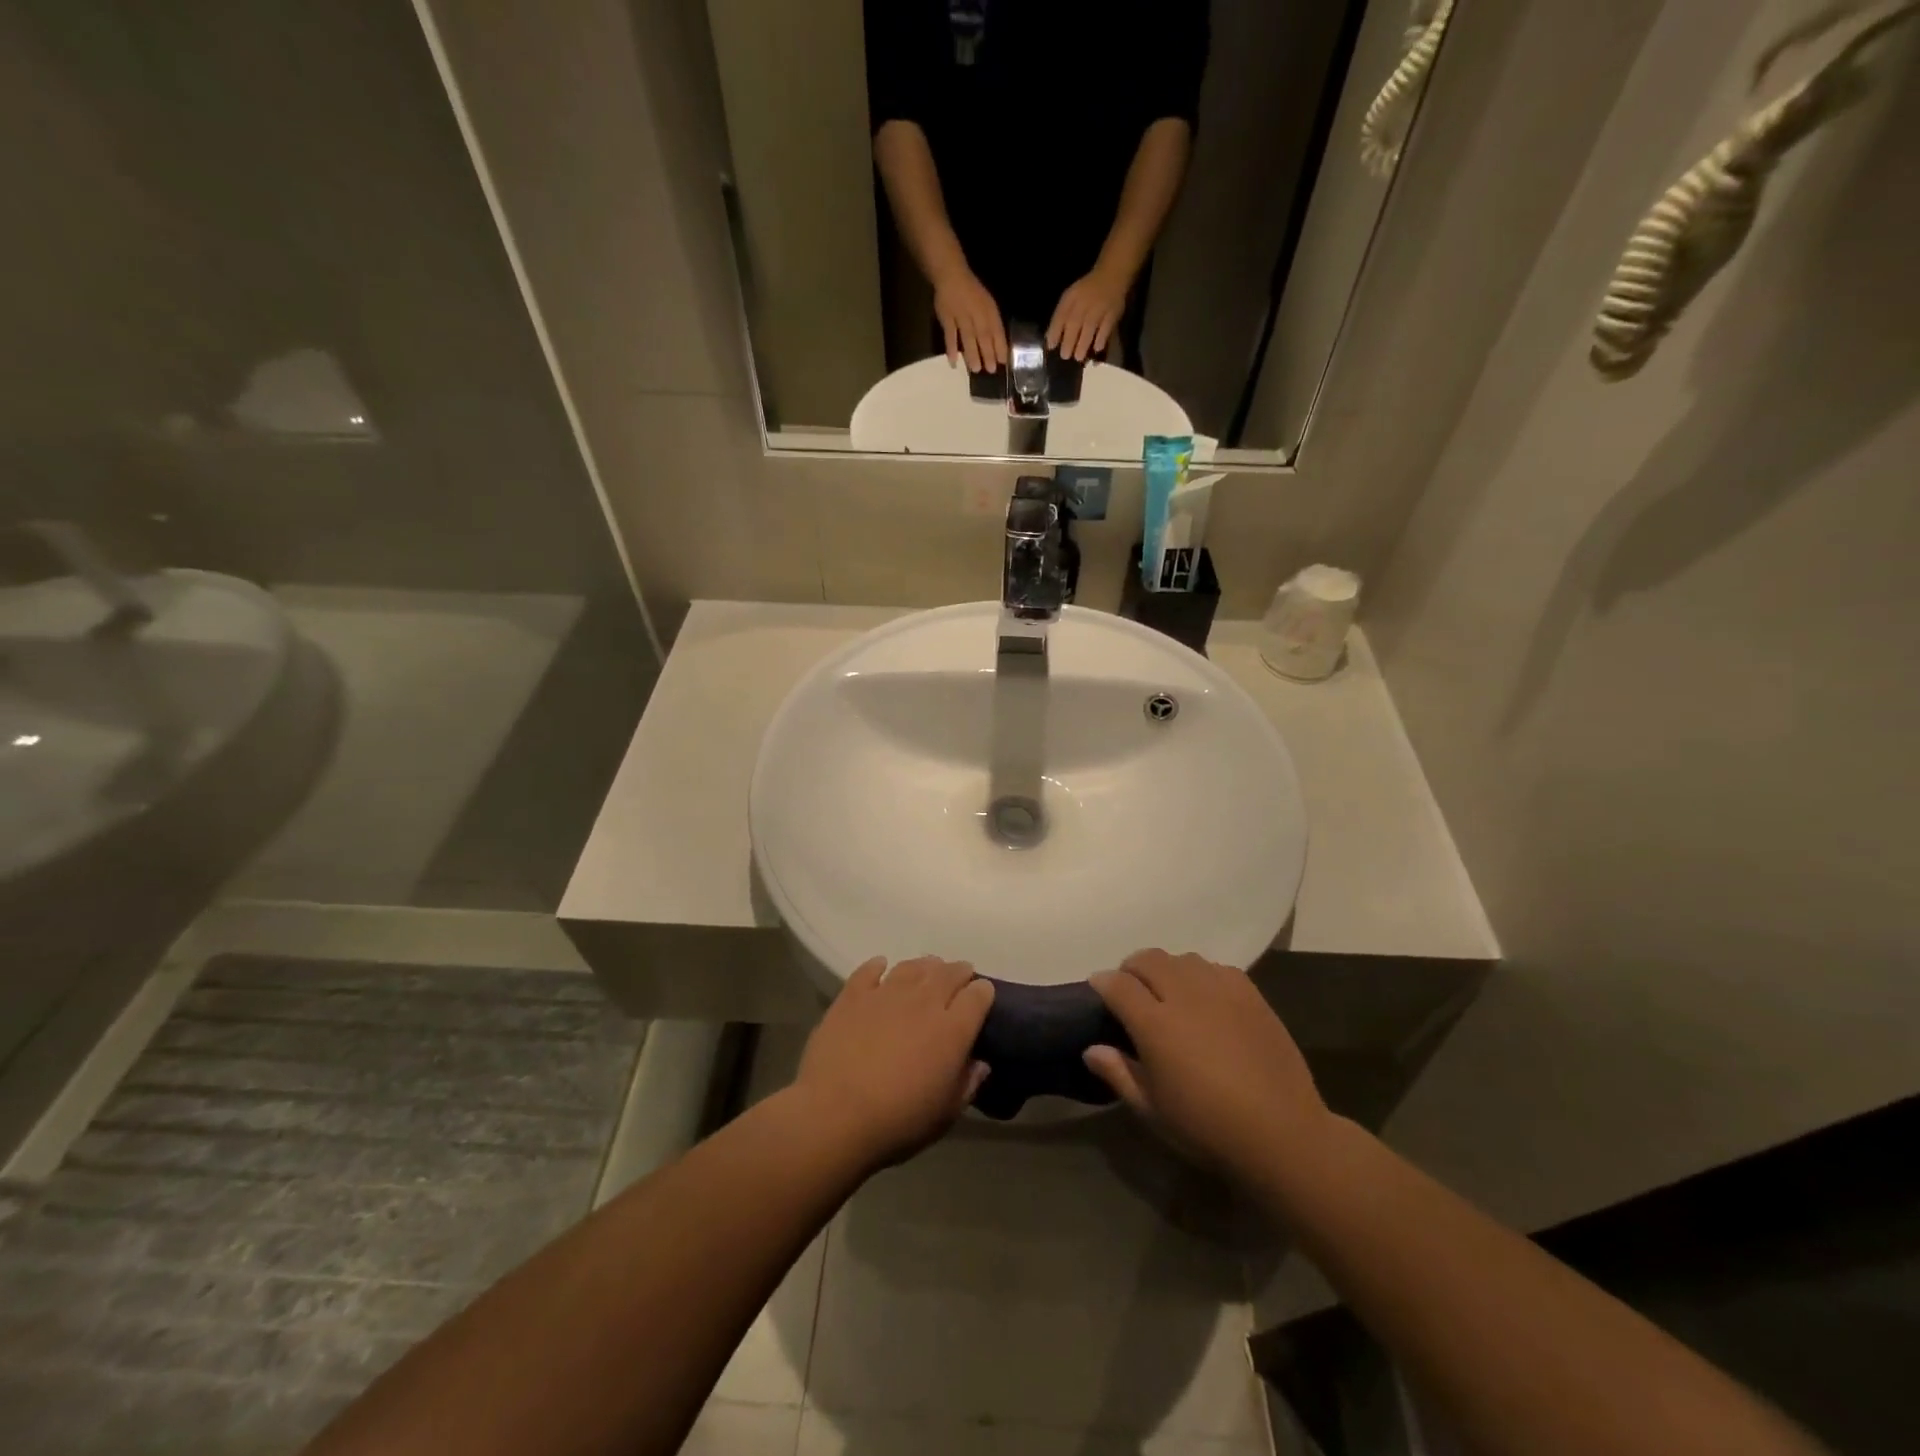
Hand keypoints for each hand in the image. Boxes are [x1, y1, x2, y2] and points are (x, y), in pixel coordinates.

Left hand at [794, 957, 993, 1168]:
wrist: (835, 1115)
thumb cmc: (898, 1121)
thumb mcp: (945, 1114)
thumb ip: (967, 1084)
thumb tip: (980, 1063)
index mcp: (953, 1029)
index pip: (978, 995)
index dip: (983, 993)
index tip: (982, 998)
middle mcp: (924, 1001)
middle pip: (949, 972)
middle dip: (959, 972)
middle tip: (958, 980)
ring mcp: (886, 993)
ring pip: (913, 966)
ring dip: (925, 966)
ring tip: (926, 972)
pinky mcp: (853, 995)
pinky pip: (870, 969)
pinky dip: (879, 966)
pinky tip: (881, 968)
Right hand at [932, 268, 1007, 372]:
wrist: (951, 276)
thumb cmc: (973, 293)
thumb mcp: (988, 304)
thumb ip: (992, 324)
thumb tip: (998, 348)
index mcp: (988, 310)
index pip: (997, 329)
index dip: (1000, 345)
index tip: (1004, 362)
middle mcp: (976, 313)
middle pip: (983, 335)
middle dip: (988, 353)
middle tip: (991, 370)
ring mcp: (960, 316)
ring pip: (968, 336)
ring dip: (972, 353)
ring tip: (976, 369)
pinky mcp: (946, 318)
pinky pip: (949, 335)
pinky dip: (951, 348)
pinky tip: (953, 362)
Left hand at [1046, 264, 1130, 361]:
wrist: (1111, 275)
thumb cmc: (1087, 291)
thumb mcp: (1070, 298)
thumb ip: (1061, 316)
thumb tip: (1051, 339)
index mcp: (1071, 298)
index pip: (1061, 315)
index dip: (1055, 331)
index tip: (1051, 346)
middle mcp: (1084, 302)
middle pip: (1074, 323)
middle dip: (1068, 341)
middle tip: (1065, 356)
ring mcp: (1099, 307)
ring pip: (1089, 327)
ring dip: (1083, 343)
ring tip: (1078, 357)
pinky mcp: (1112, 312)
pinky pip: (1106, 327)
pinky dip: (1101, 338)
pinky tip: (1097, 349)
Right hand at [1083, 950, 1331, 1178]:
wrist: (1282, 1133)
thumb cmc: (1208, 1128)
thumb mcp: (1153, 1111)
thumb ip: (1119, 1074)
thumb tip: (1091, 1049)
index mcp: (1155, 1024)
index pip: (1117, 984)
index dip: (1102, 983)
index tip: (1098, 991)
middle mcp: (1184, 995)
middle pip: (1148, 959)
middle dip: (1132, 969)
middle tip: (1132, 992)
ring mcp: (1220, 990)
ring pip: (1182, 959)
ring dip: (1167, 969)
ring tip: (1170, 993)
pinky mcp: (1250, 994)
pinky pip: (1216, 968)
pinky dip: (1201, 975)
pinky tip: (1206, 999)